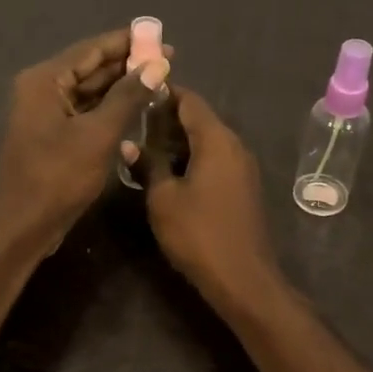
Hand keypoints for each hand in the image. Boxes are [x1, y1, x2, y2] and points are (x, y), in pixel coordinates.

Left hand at [0, 28, 170, 250]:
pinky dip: (109, 108)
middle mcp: (41, 89)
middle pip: (90, 68)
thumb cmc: (59, 178)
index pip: (91, 49)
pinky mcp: (52, 135)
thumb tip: (157, 66)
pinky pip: (85, 111)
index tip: (160, 37)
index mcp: (45, 81)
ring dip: (121, 87)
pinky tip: (136, 108)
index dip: (128, 42)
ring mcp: (45, 114)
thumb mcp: (99, 135)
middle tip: (167, 62)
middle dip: (127, 64)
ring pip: (89, 91)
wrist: (25, 226)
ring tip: (158, 81)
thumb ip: (128, 97)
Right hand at [142, 87, 282, 310]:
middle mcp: (235, 146)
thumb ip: (148, 165)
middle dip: (167, 119)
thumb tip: (129, 144)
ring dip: (179, 142)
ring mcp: (243, 168)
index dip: (163, 93)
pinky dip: (193, 159)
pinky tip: (169, 173)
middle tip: (133, 124)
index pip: (190, 100)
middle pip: (200, 119)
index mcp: (217, 140)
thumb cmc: (199, 234)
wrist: (243, 278)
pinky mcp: (243, 188)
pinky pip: (216, 161)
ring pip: (208, 142)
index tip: (136, 94)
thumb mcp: (163, 199)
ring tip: (144, 149)